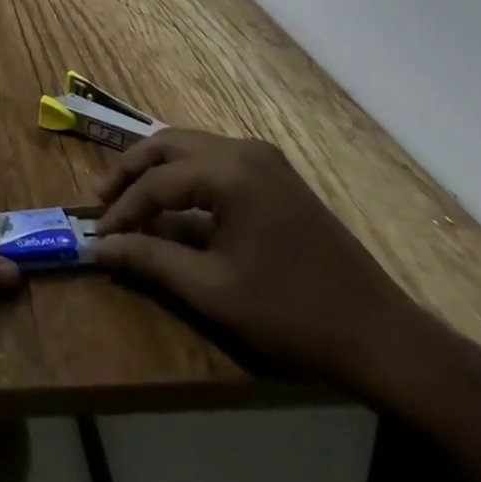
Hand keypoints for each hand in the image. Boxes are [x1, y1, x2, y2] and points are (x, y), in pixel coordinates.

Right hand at [92, 129, 425, 394]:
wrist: (382, 336)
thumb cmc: (292, 314)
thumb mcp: (214, 291)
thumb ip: (151, 260)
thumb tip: (99, 247)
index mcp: (229, 171)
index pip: (157, 181)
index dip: (123, 208)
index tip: (98, 235)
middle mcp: (243, 148)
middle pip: (169, 144)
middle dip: (132, 170)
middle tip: (104, 201)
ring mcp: (263, 157)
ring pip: (191, 146)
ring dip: (157, 169)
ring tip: (131, 200)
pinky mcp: (275, 174)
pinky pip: (215, 158)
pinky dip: (186, 174)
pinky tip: (175, 202)